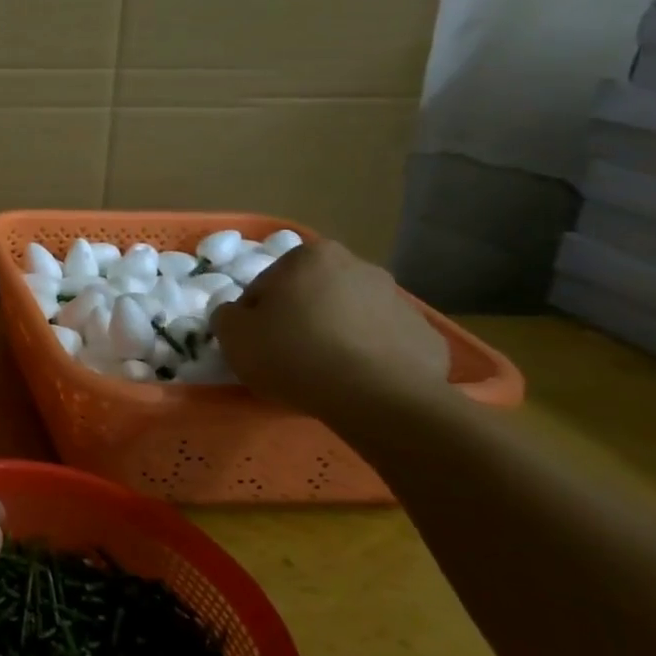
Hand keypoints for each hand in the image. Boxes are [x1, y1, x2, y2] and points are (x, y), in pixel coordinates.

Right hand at [212, 238, 449, 417]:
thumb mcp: (233, 334)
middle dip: (302, 316)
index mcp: (311, 256)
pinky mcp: (428, 339)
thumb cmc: (294, 353)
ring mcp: (401, 302)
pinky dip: (372, 358)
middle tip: (289, 354)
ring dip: (338, 335)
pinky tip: (359, 383)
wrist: (377, 398)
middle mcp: (360, 267)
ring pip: (352, 317)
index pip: (269, 282)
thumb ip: (227, 315)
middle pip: (315, 293)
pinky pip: (386, 345)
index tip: (256, 340)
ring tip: (326, 373)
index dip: (257, 312)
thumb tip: (239, 315)